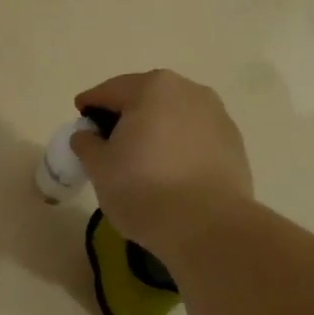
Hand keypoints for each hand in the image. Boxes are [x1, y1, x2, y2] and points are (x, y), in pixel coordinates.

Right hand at [72, 71, 253, 260]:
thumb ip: (87, 144)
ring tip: (142, 156)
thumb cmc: (144, 189)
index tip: (79, 118)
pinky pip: (195, 136)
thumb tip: (87, 136)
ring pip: (174, 116)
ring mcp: (217, 115)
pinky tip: (170, 170)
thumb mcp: (100, 168)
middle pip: (146, 98)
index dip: (90, 104)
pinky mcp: (234, 143)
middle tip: (108, 139)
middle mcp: (189, 91)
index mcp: (152, 88)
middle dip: (126, 114)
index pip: (110, 91)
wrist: (207, 226)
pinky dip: (179, 145)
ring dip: (156, 128)